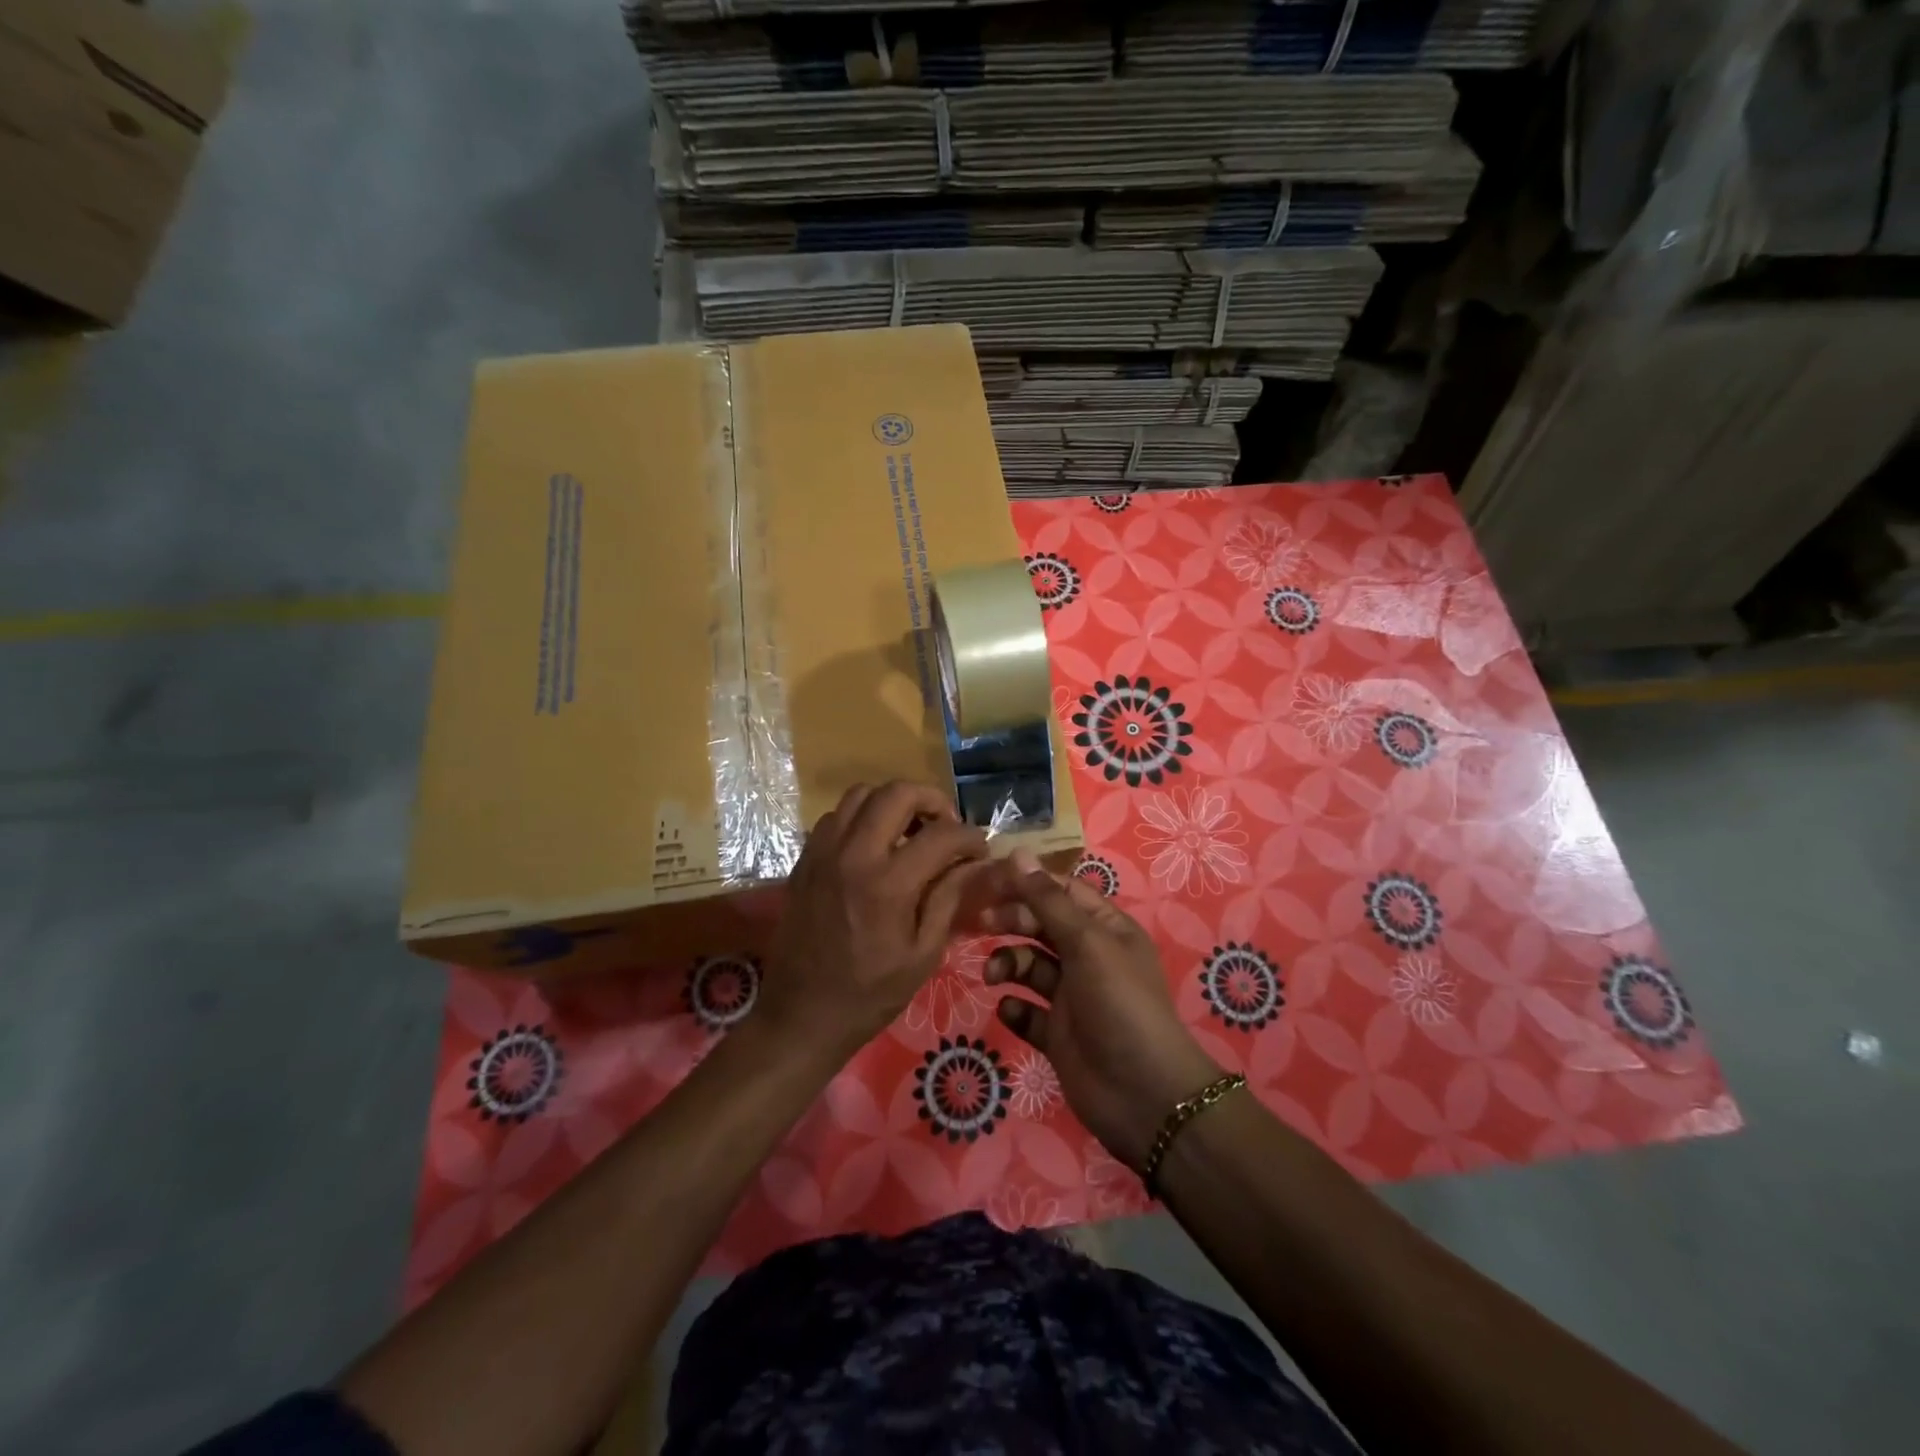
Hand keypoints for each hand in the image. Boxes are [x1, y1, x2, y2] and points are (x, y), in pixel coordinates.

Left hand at [760, 781, 989, 1059]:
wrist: (801, 1015)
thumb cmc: (870, 994)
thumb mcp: (923, 954)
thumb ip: (949, 898)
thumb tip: (975, 863)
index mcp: (887, 884)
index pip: (941, 835)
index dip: (970, 837)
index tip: (980, 850)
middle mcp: (853, 855)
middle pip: (896, 792)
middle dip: (931, 800)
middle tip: (946, 827)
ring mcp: (823, 852)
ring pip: (861, 794)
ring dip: (893, 803)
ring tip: (910, 831)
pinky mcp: (805, 859)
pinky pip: (835, 815)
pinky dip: (861, 817)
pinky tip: (875, 846)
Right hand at [984, 852, 1222, 1171]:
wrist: (1144, 1096)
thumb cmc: (1120, 1005)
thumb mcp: (1087, 944)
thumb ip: (1048, 901)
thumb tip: (1017, 853)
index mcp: (1105, 928)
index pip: (1061, 891)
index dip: (1026, 882)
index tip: (987, 879)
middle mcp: (1088, 957)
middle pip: (1041, 925)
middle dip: (1011, 921)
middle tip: (980, 924)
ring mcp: (1072, 997)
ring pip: (1029, 967)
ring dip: (1008, 964)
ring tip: (994, 976)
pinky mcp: (1057, 1034)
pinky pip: (1027, 1011)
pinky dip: (1015, 1008)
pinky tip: (1011, 1010)